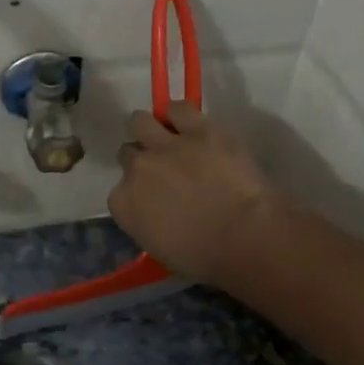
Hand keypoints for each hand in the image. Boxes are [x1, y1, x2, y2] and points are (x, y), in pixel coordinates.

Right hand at [108, 102, 280, 287]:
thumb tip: (155, 211)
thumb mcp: (160, 248)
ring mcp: (165, 145)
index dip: (137, 191)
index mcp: (124, 203)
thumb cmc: (205, 256)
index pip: (119, 191)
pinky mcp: (198, 129)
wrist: (244, 235)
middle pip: (128, 153)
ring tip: (167, 136)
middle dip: (142, 159)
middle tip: (162, 168)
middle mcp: (136, 168)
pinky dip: (180, 115)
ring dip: (150, 128)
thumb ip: (147, 221)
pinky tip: (188, 123)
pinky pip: (178, 108)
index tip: (152, 198)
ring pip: (140, 121)